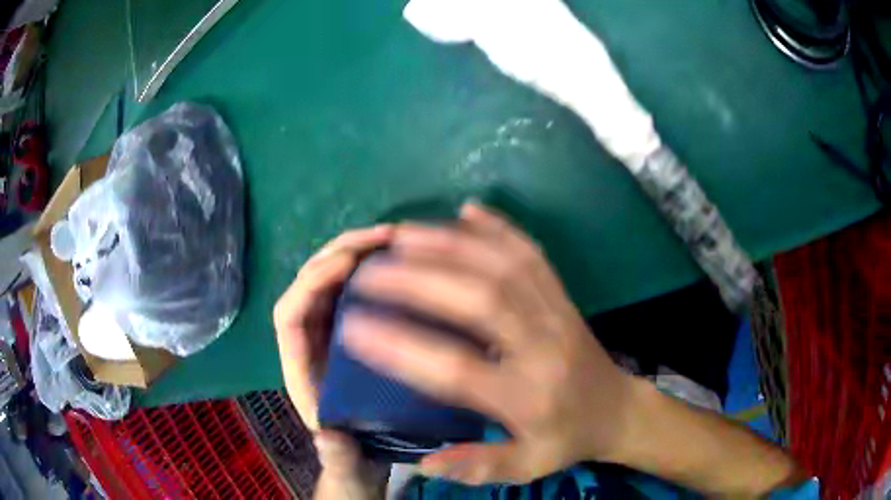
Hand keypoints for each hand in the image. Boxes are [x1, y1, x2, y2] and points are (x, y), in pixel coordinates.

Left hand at [273, 226, 392, 498]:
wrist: (362, 457)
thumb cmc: (349, 453)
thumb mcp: (344, 459)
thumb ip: (335, 453)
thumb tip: (325, 438)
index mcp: (299, 364)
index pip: (289, 312)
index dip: (311, 283)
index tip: (348, 264)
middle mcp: (310, 337)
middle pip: (310, 281)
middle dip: (340, 252)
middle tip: (383, 236)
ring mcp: (333, 328)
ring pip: (334, 277)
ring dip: (359, 250)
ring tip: (396, 237)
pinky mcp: (355, 327)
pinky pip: (358, 287)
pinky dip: (375, 266)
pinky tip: (404, 259)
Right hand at [341, 203, 639, 484]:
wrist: (618, 410)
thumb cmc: (567, 439)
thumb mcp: (528, 466)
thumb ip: (479, 466)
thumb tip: (424, 462)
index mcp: (527, 397)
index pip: (457, 370)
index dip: (402, 348)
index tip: (354, 328)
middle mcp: (543, 346)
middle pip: (482, 300)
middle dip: (420, 280)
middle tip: (370, 269)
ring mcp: (557, 312)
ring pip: (505, 265)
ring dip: (451, 243)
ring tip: (403, 234)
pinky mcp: (563, 294)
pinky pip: (532, 253)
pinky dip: (499, 227)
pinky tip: (468, 209)